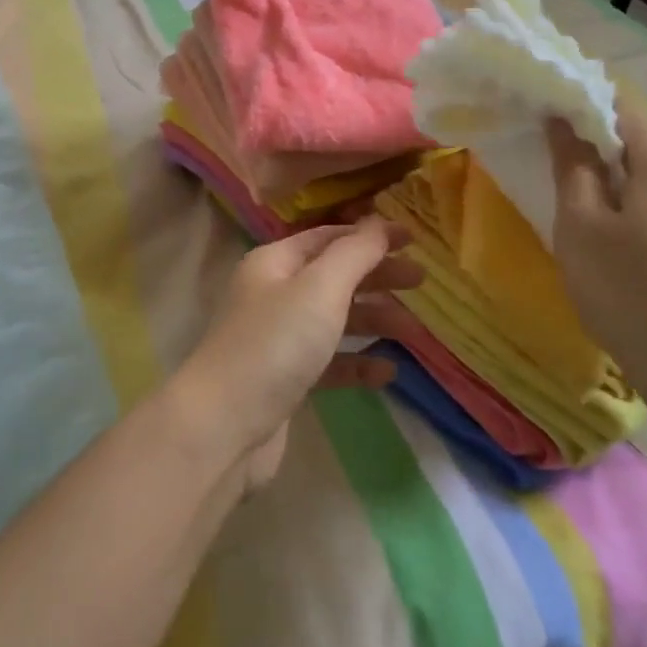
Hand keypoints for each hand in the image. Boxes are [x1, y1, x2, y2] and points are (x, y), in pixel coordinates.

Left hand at [174, 216, 420, 491]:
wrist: (225, 425)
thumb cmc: (275, 344)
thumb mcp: (320, 288)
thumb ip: (354, 253)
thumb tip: (378, 221)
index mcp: (274, 263)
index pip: (327, 237)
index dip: (369, 235)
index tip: (413, 240)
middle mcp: (273, 294)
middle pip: (333, 276)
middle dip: (376, 276)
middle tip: (421, 281)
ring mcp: (278, 338)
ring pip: (333, 319)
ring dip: (372, 320)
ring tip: (412, 330)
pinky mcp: (285, 379)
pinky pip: (329, 362)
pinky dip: (357, 363)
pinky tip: (387, 372)